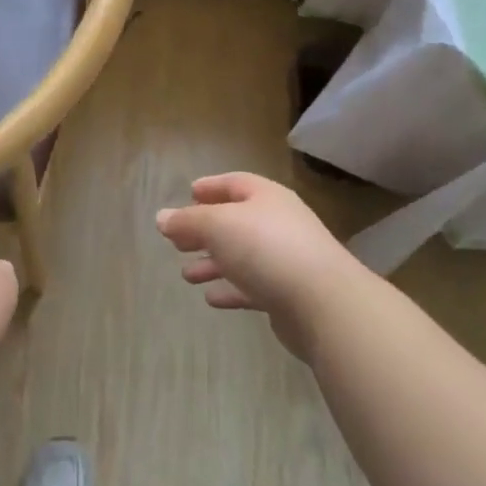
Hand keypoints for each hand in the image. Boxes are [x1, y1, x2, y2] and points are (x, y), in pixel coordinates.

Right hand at [156, 172, 367, 360]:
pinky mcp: (288, 294)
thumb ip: (187, 221)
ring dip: (214, 263)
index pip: (235, 183)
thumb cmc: (266, 248)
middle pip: (235, 221)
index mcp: (266, 197)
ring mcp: (286, 260)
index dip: (211, 187)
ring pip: (242, 257)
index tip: (188, 193)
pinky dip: (231, 289)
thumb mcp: (217, 225)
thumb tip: (161, 218)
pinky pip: (252, 287)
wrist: (323, 303)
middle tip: (178, 241)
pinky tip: (212, 298)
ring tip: (187, 275)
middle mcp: (278, 224)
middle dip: (205, 230)